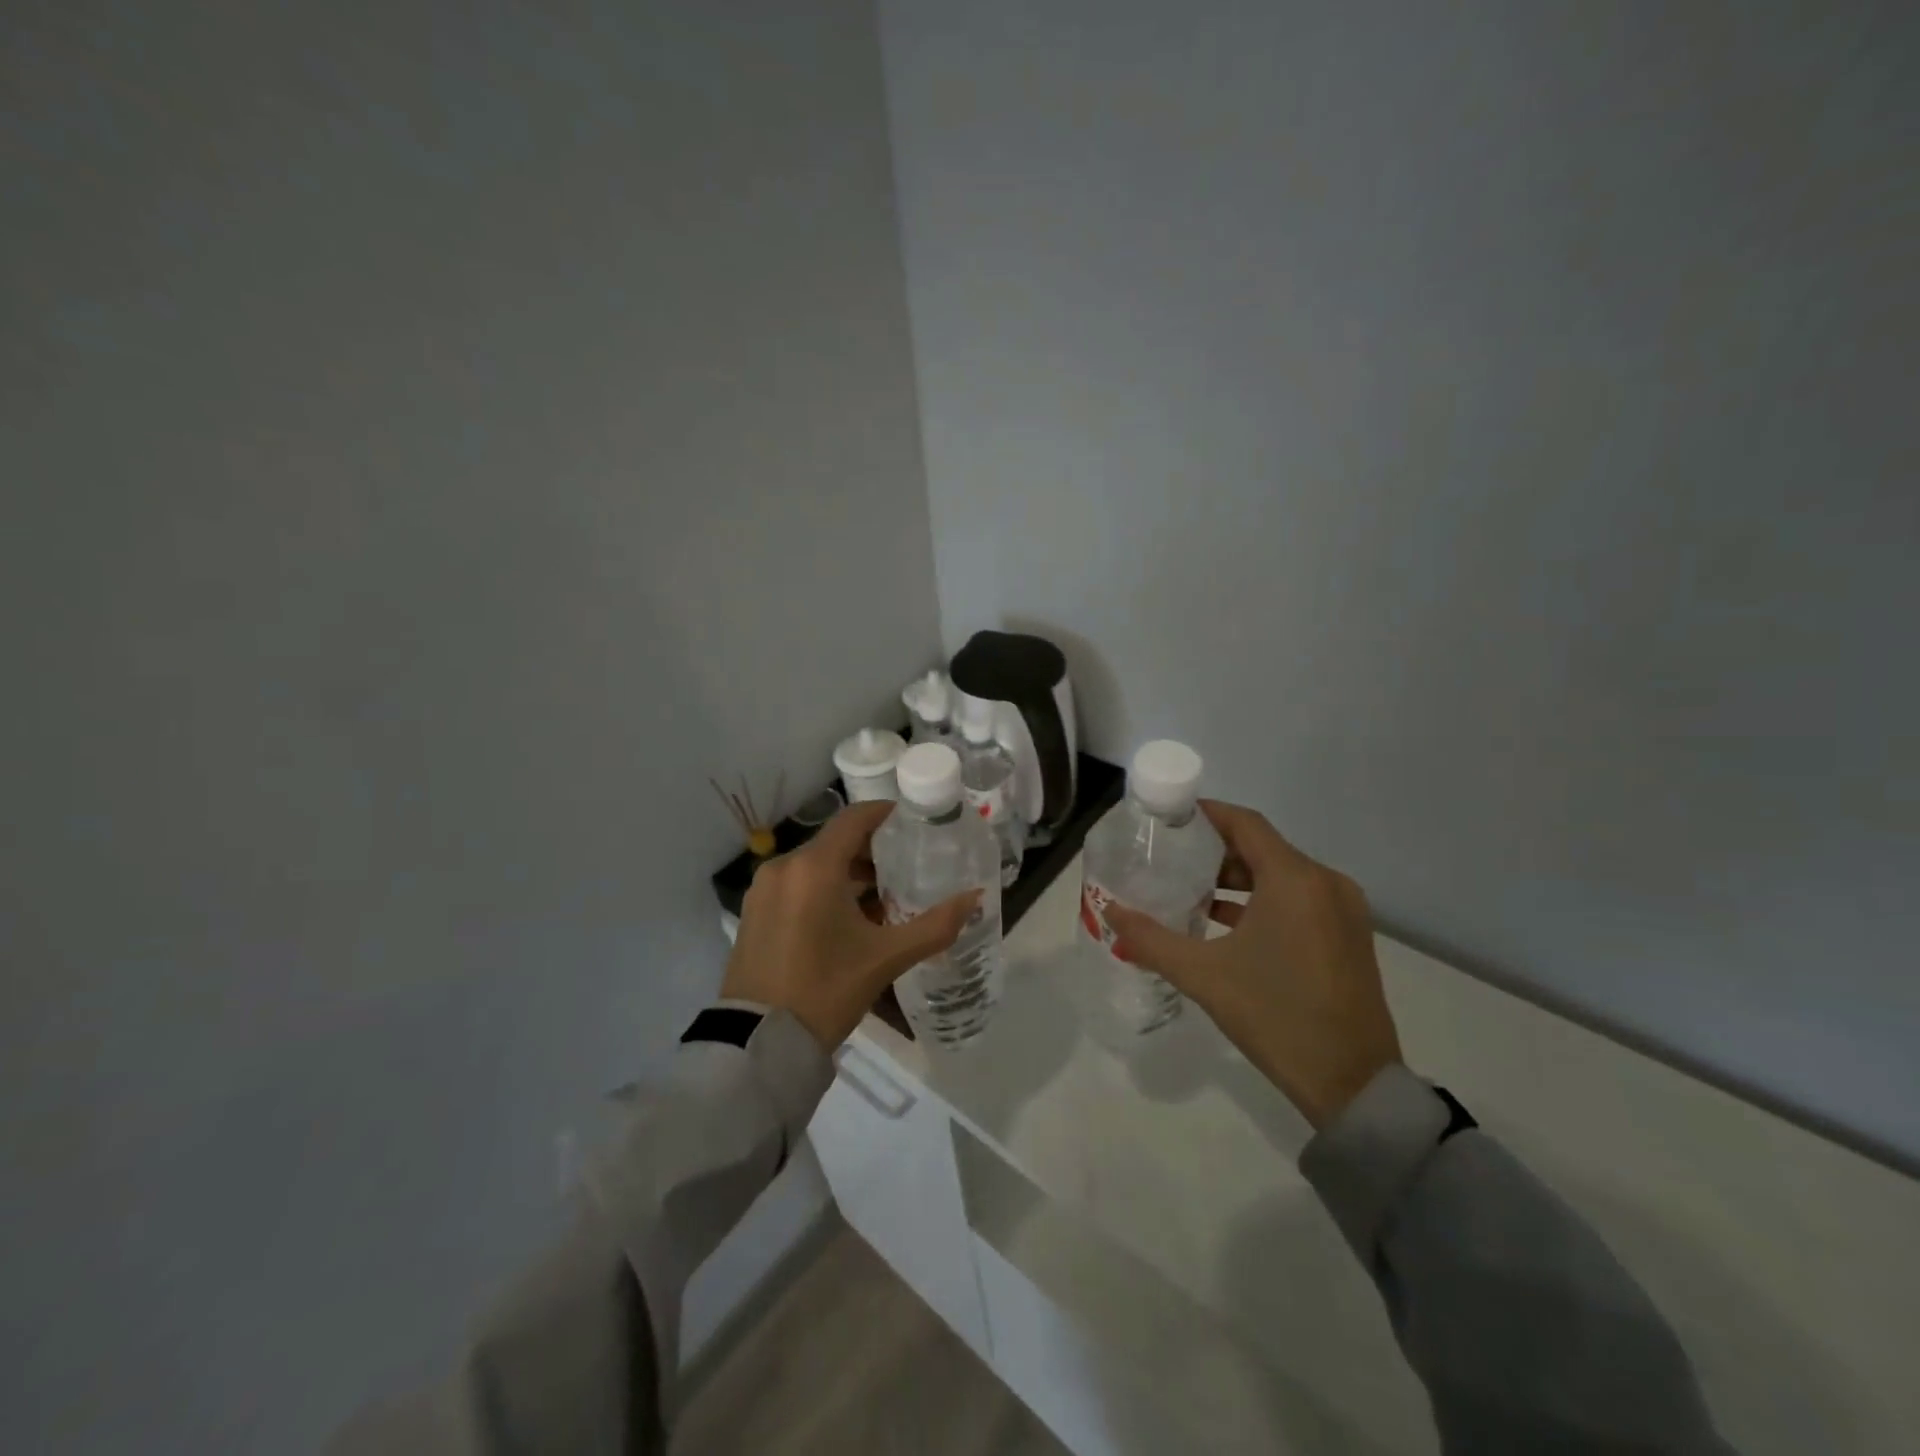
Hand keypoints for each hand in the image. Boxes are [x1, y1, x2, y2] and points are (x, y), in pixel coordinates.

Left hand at [721, 800, 979, 1050]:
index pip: (854, 818)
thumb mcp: (886, 959)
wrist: (758, 1043)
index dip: (887, 815)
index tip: (915, 823)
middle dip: (872, 851)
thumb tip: (975, 898)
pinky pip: (796, 885)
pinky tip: (847, 919)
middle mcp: (784, 866)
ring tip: (884, 898)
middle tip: (909, 866)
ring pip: (816, 865)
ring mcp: (763, 889)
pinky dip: (824, 890)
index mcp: (814, 867)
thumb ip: (934, 925)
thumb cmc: (826, 990)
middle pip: (836, 842)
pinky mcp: (754, 912)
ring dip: (849, 873)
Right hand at [1103, 801, 1402, 1128]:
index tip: (1167, 819)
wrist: (1353, 1085)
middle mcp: (1325, 883)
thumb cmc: (1276, 1016)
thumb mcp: (1204, 976)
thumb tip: (1110, 913)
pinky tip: (1223, 922)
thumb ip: (1151, 939)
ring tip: (1189, 890)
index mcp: (1295, 880)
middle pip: (1261, 847)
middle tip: (1169, 858)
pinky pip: (1298, 899)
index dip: (1204, 814)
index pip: (1244, 823)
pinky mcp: (1348, 936)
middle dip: (1214, 850)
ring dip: (1236, 878)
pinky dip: (1261, 901)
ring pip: (1280, 874)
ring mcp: (1343, 910)